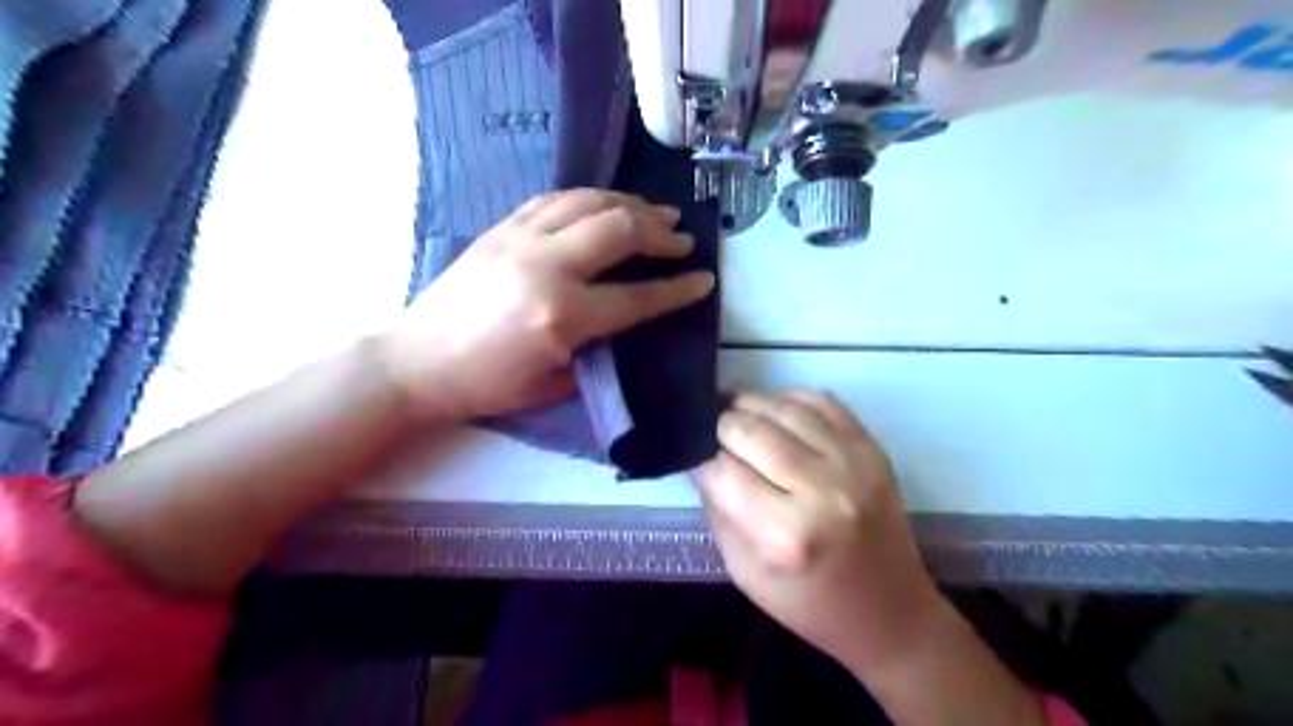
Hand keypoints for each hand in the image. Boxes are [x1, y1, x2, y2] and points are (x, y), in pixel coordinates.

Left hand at [376, 189, 717, 420]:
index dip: (677, 289)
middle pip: (619, 230)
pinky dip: (591, 198)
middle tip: (682, 240)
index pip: (637, 297)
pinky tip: (607, 204)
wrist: (419, 361)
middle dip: (660, 233)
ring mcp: (521, 239)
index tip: (704, 279)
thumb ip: (599, 348)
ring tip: (657, 213)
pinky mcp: (502, 228)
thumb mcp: (555, 385)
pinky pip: (556, 198)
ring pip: (589, 202)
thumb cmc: (489, 385)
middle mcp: (546, 266)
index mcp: (562, 316)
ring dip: (631, 204)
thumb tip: (627, 318)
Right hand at [697, 395, 941, 678]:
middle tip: (713, 436)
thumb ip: (719, 511)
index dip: (701, 461)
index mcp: (787, 535)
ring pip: (783, 407)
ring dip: (750, 405)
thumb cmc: (809, 603)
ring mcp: (853, 463)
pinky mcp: (872, 448)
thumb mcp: (745, 573)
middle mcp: (822, 490)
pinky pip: (821, 400)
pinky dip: (788, 398)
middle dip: (721, 428)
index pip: (722, 472)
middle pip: (750, 429)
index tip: (696, 461)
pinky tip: (774, 411)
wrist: (891, 612)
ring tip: (735, 413)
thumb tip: (703, 459)